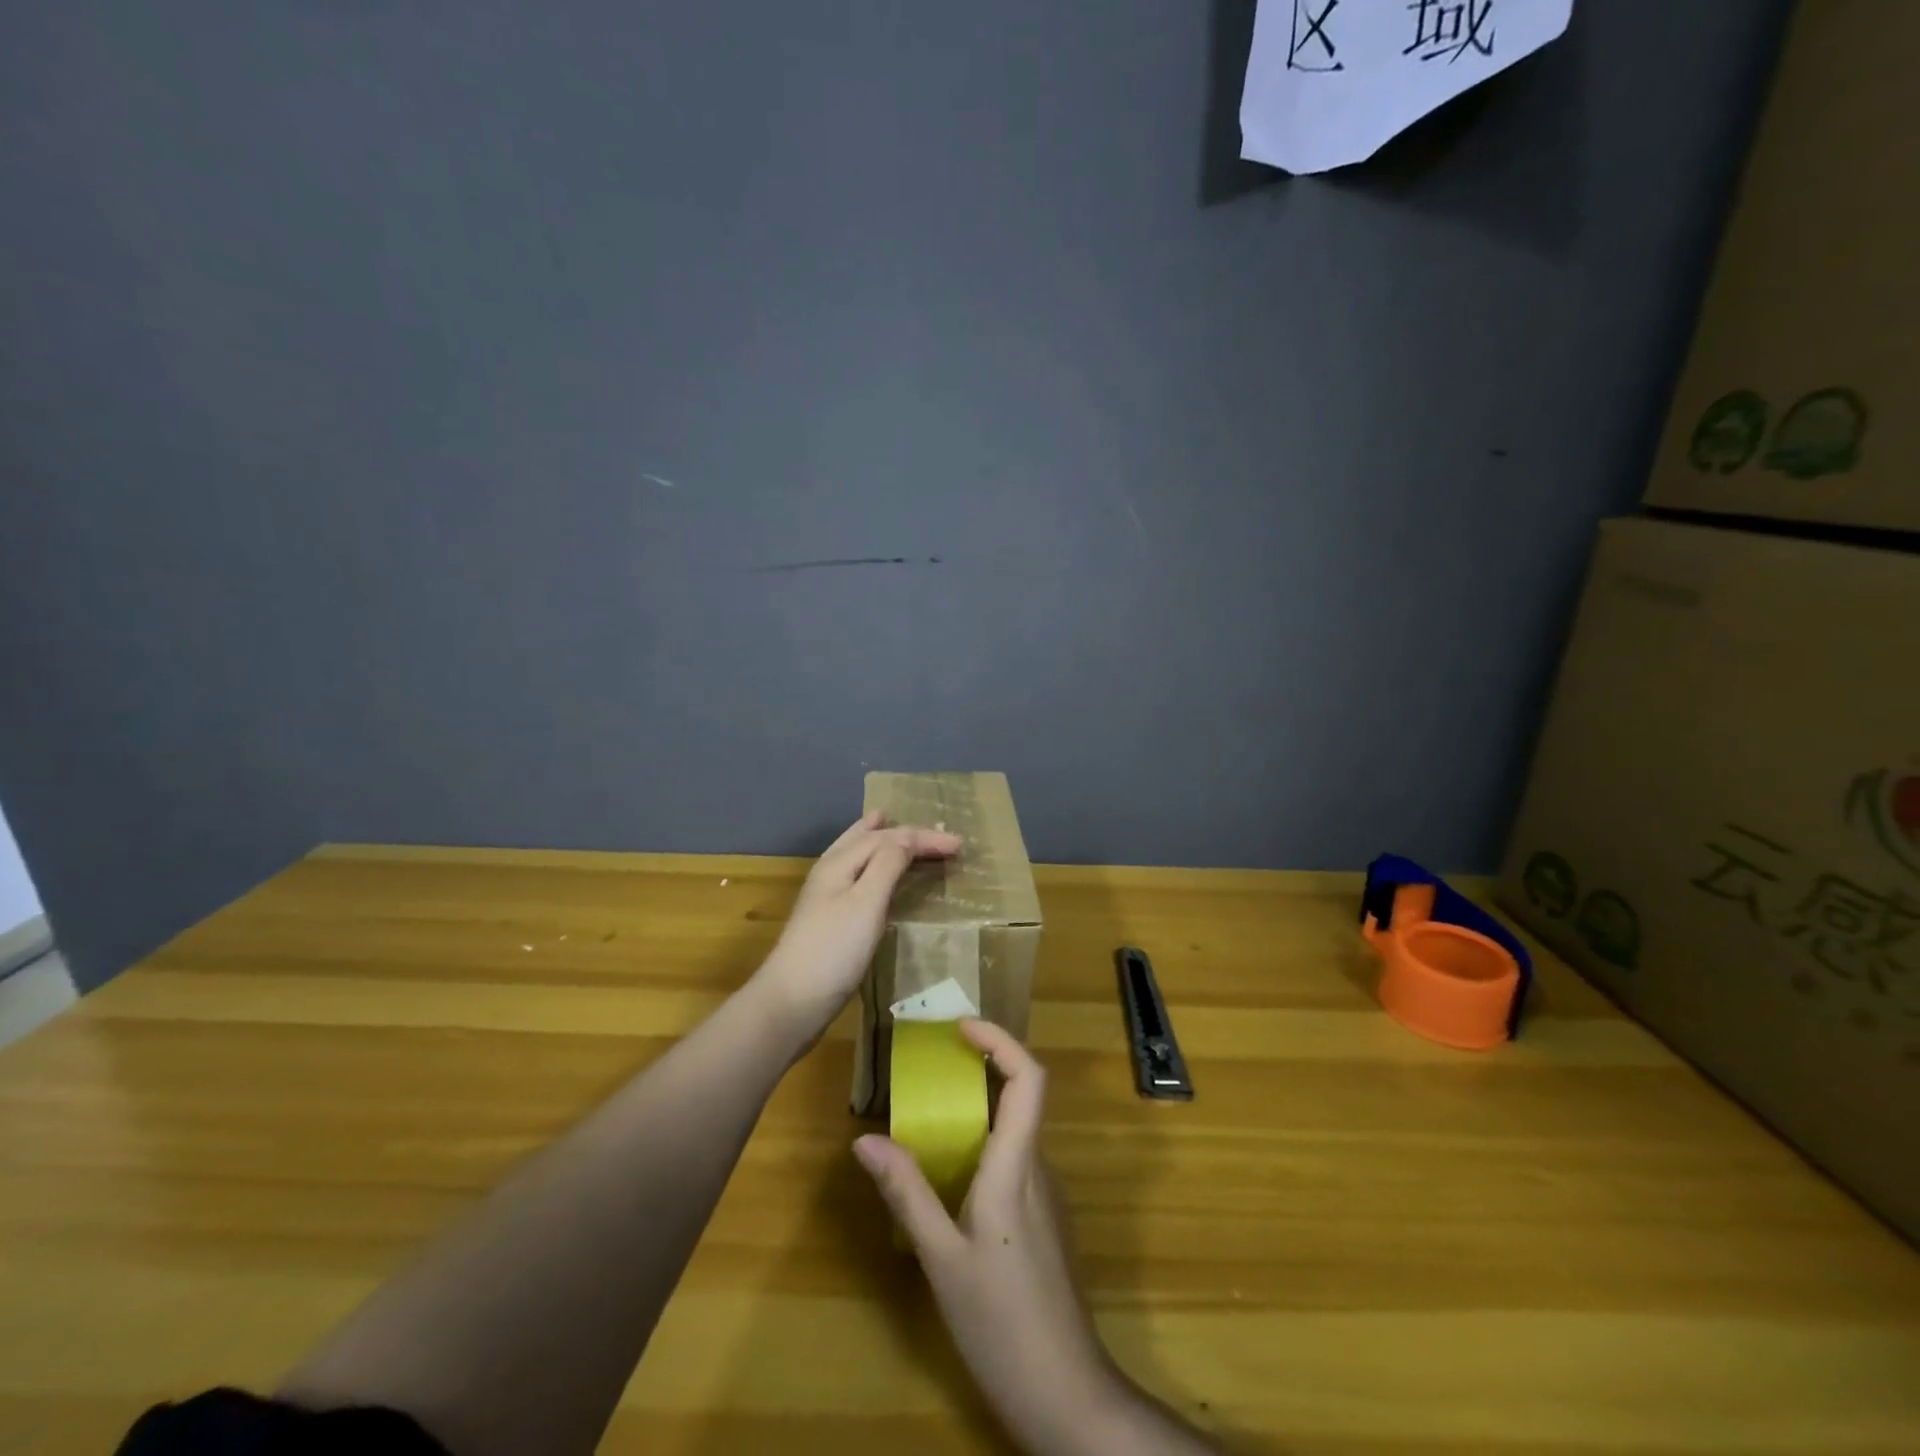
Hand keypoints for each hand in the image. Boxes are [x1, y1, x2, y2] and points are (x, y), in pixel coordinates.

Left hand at [751, 811, 960, 1040]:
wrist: (793, 1002)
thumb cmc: (834, 950)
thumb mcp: (866, 902)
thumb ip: (887, 864)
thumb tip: (907, 837)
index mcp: (840, 862)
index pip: (888, 837)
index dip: (924, 837)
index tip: (959, 844)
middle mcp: (831, 871)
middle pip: (868, 838)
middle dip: (902, 832)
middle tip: (934, 832)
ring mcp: (827, 895)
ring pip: (858, 853)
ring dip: (882, 841)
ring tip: (890, 825)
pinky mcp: (831, 918)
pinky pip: (859, 875)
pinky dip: (875, 864)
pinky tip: (878, 875)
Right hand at [854, 1022, 1212, 1454]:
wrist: (1065, 1393)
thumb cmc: (1001, 1322)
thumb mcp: (941, 1258)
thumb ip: (907, 1193)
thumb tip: (866, 1140)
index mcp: (1016, 1166)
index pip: (1028, 1079)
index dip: (1001, 1040)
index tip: (961, 1026)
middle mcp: (1038, 1168)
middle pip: (1021, 1096)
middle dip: (982, 1066)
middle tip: (932, 1063)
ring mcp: (1045, 1194)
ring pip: (1015, 1130)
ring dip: (978, 1108)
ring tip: (929, 1114)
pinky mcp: (1042, 1219)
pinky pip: (1013, 1160)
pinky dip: (982, 1144)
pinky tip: (949, 1173)